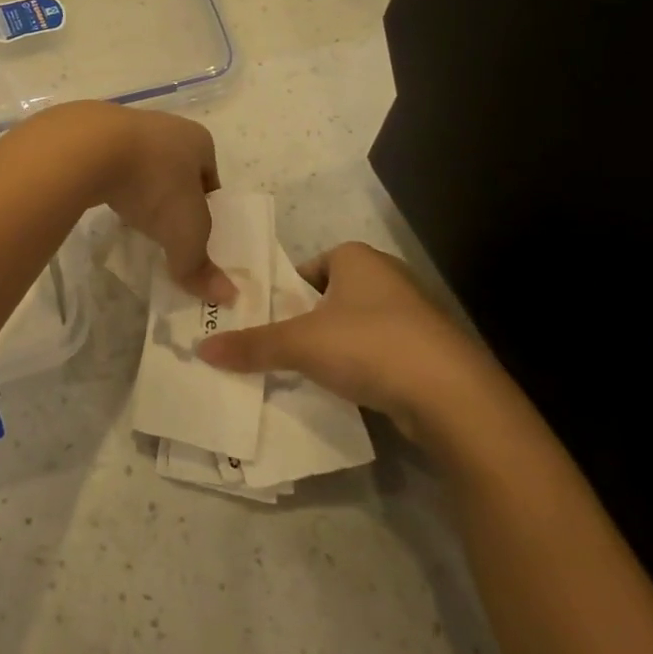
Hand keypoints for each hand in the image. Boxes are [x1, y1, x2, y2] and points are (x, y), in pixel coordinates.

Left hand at [44, 102, 233, 304]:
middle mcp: (166, 127)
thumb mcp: (184, 233)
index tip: (196, 234)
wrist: (89, 148)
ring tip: (133, 220)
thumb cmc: (155, 184)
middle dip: (172, 198)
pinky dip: (112, 184)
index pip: (211, 179)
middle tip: (165, 230)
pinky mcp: (92, 134)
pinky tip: (105, 201)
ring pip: (141, 166)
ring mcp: (126, 126)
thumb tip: (227, 297)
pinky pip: (110, 164)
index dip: (207, 208)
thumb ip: (200, 265)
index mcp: (198, 141)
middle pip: (176, 170)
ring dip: (140, 190)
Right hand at [195, 241, 510, 447]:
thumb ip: (252, 345)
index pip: (308, 268)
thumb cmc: (369, 346)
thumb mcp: (300, 344)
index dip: (285, 293)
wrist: (450, 395)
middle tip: (279, 349)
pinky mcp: (428, 350)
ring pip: (356, 326)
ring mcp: (413, 314)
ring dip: (334, 346)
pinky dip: (362, 366)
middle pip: (330, 297)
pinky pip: (380, 351)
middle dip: (306, 322)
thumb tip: (201, 349)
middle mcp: (387, 276)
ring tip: (308, 373)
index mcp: (357, 258)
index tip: (267, 322)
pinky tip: (348, 389)